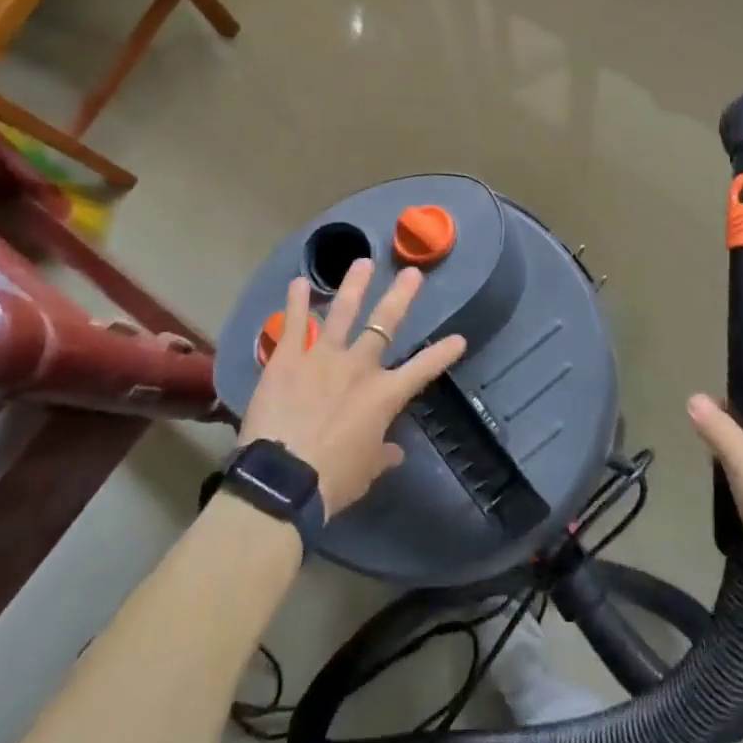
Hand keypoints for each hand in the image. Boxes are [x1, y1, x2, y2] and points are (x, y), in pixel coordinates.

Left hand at [239, 260, 465, 518]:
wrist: (283, 479)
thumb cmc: (331, 480)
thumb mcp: (365, 472)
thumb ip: (381, 455)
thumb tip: (395, 452)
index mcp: (383, 395)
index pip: (423, 369)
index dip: (443, 353)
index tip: (459, 338)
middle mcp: (358, 367)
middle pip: (385, 324)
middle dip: (401, 296)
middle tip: (412, 272)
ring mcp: (322, 357)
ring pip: (342, 312)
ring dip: (354, 286)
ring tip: (362, 262)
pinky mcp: (288, 358)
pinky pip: (294, 324)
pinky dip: (297, 302)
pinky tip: (299, 282)